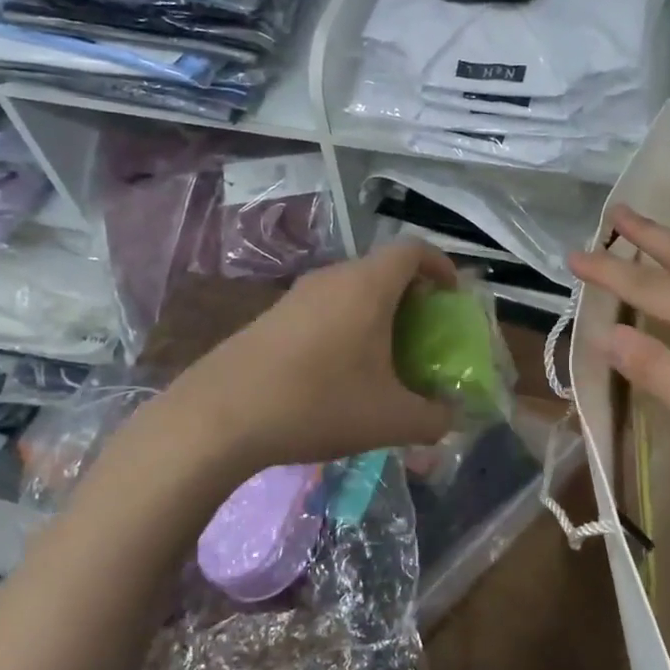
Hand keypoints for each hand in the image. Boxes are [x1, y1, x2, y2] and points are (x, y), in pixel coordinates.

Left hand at [135, 241, 460, 484]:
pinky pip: (323, 309)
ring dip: (376, 314)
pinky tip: (339, 373)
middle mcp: (333, 278)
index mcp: (368, 286)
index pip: (413, 249)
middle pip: (383, 269)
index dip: (441, 265)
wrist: (218, 417)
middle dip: (411, 296)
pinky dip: (345, 326)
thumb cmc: (318, 403)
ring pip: (351, 290)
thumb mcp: (391, 420)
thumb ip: (433, 418)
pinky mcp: (271, 317)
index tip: (451, 296)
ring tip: (384, 358)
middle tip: (423, 335)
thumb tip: (449, 417)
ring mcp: (296, 296)